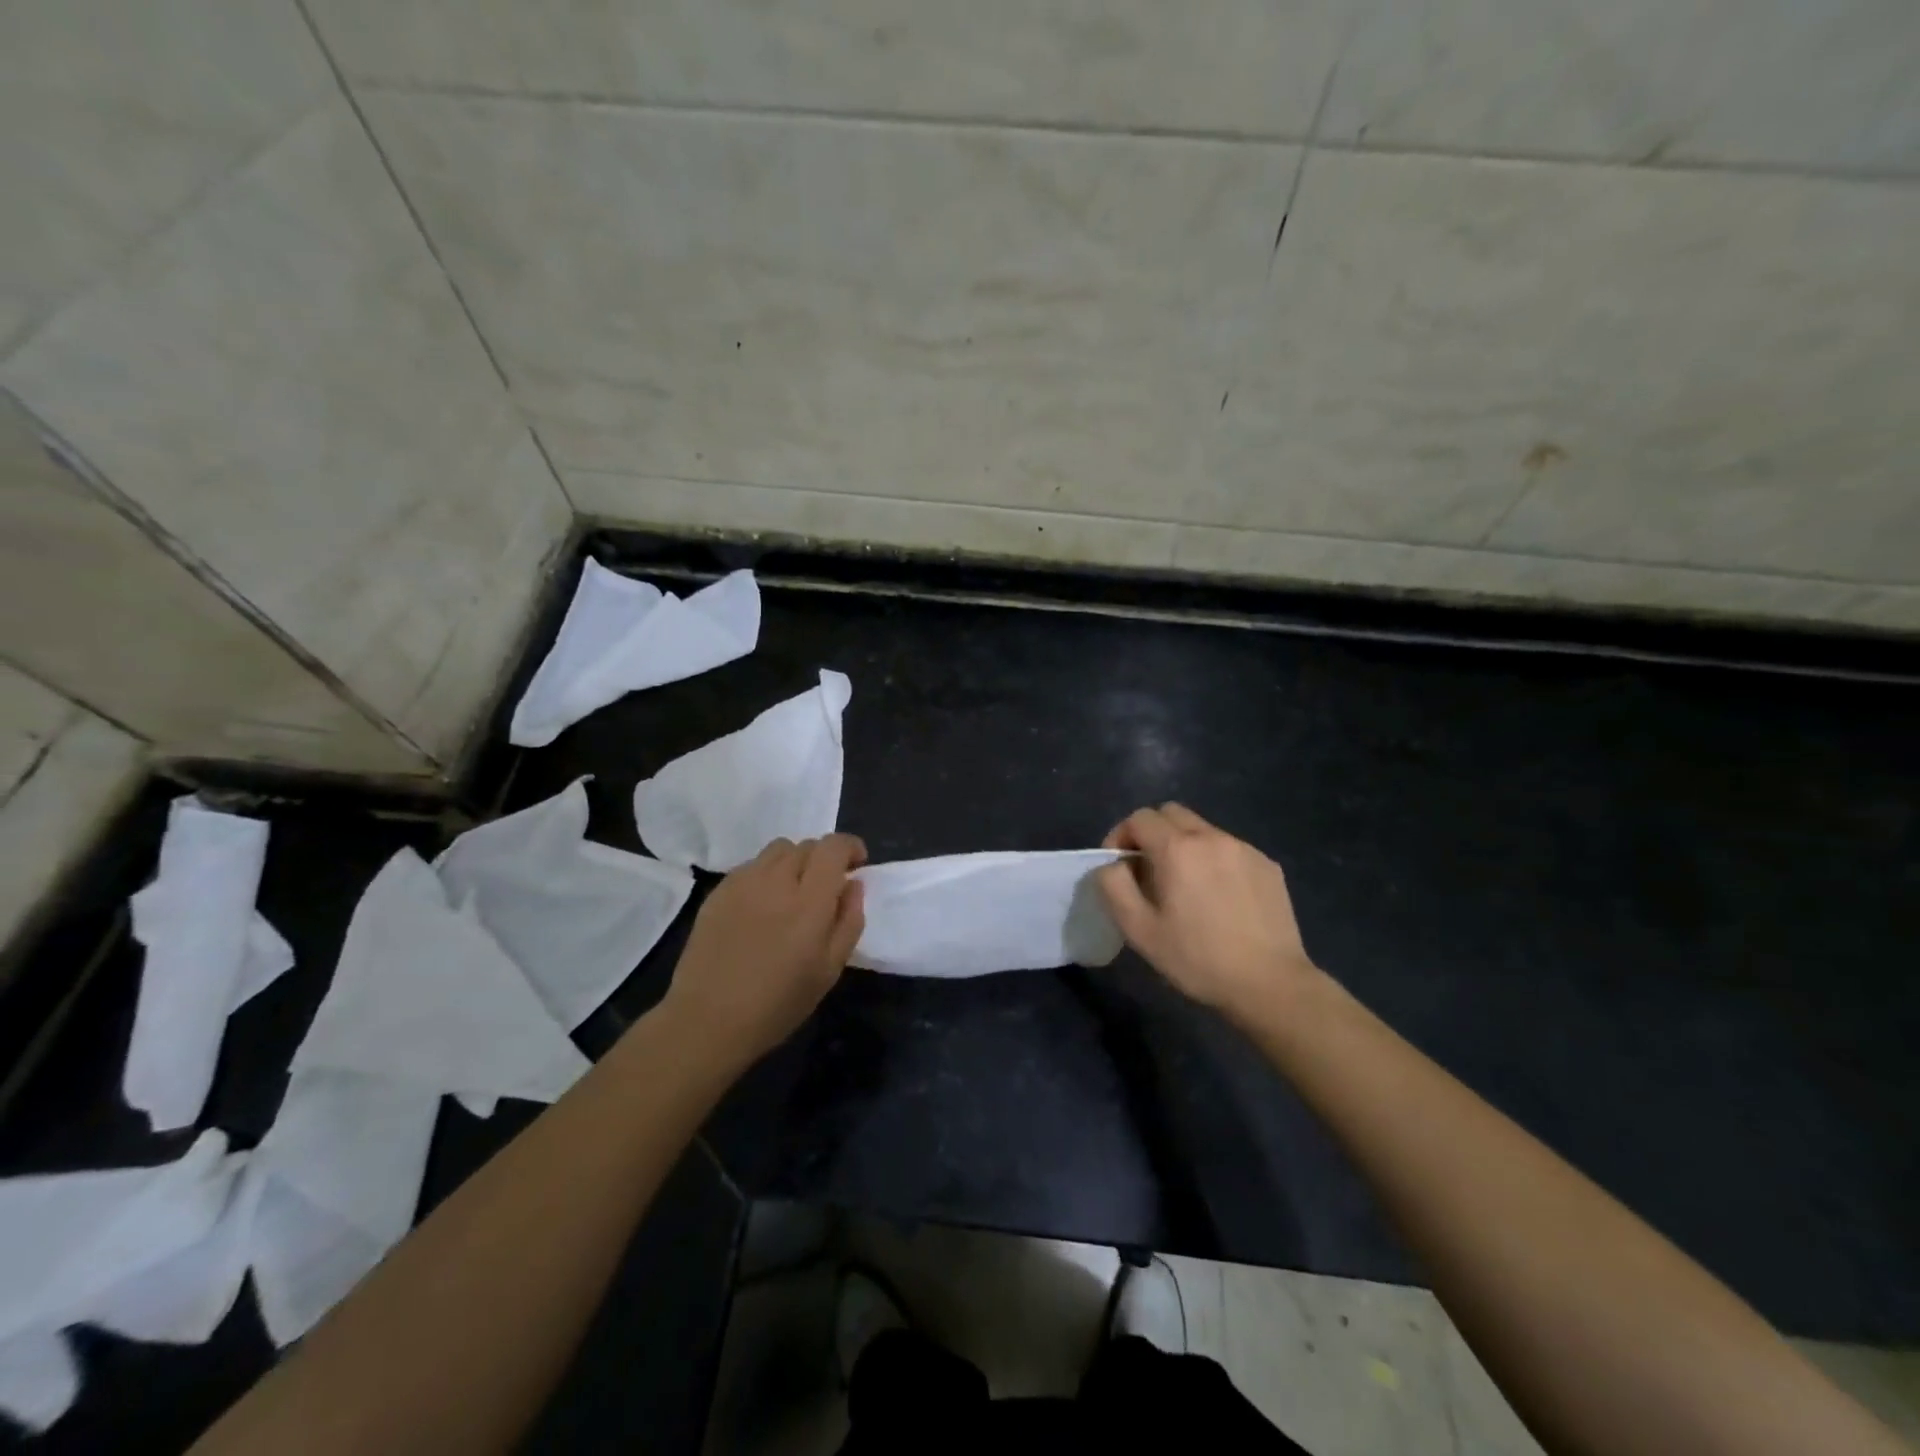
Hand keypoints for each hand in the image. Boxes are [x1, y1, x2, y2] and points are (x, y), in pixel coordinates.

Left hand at [662, 834, 866, 1064]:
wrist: (707, 1020)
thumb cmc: (778, 1003)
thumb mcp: (829, 970)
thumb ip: (849, 920)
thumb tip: (853, 884)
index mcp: (809, 901)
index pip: (833, 847)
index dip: (850, 846)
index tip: (856, 864)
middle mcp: (776, 881)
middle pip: (806, 845)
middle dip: (824, 859)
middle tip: (825, 888)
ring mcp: (743, 883)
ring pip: (778, 850)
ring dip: (794, 862)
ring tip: (792, 892)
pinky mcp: (718, 892)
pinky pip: (751, 866)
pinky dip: (767, 875)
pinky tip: (762, 906)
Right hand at [1098, 804, 1321, 1026]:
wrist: (1270, 984)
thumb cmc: (1198, 959)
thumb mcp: (1139, 930)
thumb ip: (1114, 886)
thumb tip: (1112, 865)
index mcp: (1178, 849)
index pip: (1139, 818)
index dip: (1120, 836)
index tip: (1119, 867)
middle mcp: (1212, 837)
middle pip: (1171, 813)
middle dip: (1151, 833)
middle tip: (1148, 870)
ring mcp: (1244, 849)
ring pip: (1202, 829)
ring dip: (1183, 846)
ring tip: (1185, 886)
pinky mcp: (1268, 865)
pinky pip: (1229, 849)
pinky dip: (1213, 860)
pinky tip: (1219, 898)